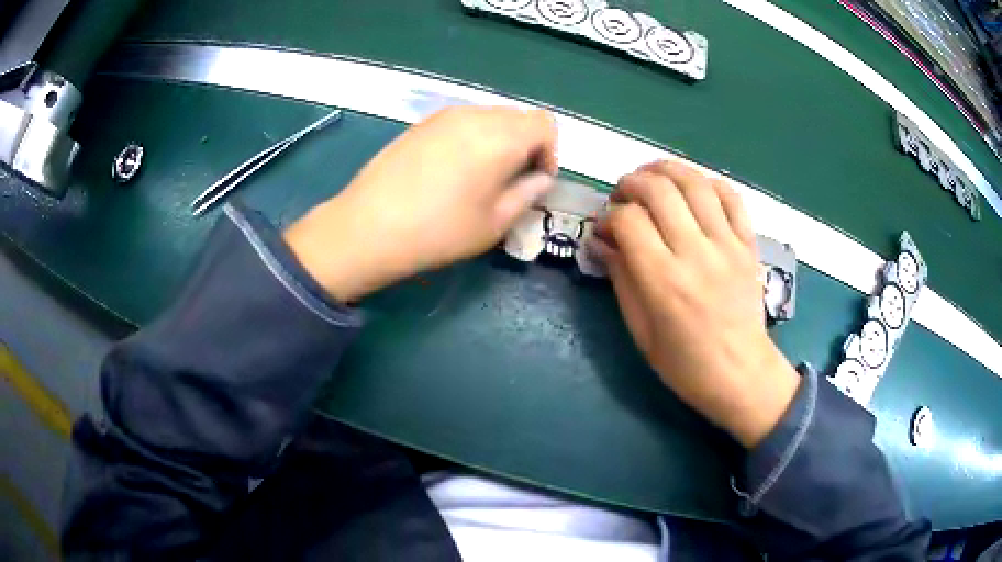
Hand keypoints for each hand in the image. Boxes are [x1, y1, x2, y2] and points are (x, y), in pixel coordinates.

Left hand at [284, 106, 557, 300]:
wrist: (369, 226)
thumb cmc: (439, 231)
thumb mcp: (495, 222)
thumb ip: (527, 193)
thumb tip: (540, 179)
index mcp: (501, 137)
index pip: (544, 124)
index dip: (549, 151)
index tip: (536, 180)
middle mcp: (475, 115)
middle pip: (517, 117)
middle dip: (526, 144)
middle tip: (513, 180)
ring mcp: (444, 116)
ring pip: (489, 117)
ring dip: (498, 140)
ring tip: (482, 176)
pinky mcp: (421, 123)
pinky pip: (461, 121)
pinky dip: (472, 138)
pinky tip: (452, 170)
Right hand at [590, 161, 799, 447]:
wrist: (741, 374)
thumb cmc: (685, 364)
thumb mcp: (641, 332)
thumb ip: (621, 279)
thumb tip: (602, 242)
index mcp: (664, 281)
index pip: (629, 221)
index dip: (609, 216)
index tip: (605, 228)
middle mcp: (696, 254)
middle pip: (659, 190)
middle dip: (631, 183)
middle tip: (622, 195)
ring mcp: (727, 245)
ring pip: (694, 183)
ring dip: (666, 170)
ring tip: (652, 178)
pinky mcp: (747, 244)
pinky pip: (731, 197)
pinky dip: (708, 182)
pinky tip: (693, 188)